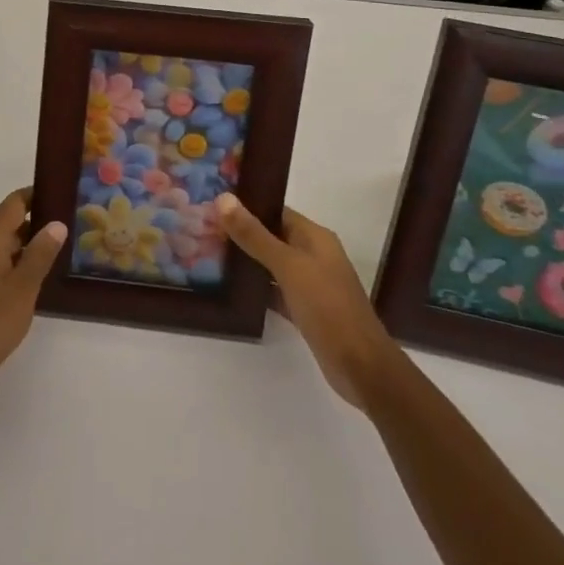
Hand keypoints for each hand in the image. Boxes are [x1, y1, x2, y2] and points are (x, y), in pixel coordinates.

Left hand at [0, 189, 65, 405]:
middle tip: (70, 223)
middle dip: (37, 219)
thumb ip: (40, 254)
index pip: (13, 204)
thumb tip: (56, 222)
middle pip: (9, 222)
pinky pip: (0, 263)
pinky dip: (19, 261)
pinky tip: (38, 276)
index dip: (35, 194)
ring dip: (29, 243)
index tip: (59, 192)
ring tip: (61, 248)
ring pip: (5, 245)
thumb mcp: (24, 287)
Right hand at [218, 195, 399, 409]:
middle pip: (272, 236)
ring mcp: (310, 283)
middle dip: (241, 233)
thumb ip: (254, 235)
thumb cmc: (327, 306)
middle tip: (203, 229)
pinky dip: (256, 287)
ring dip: (246, 260)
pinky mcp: (305, 309)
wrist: (360, 366)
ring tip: (208, 254)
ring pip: (271, 263)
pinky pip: (274, 289)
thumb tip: (223, 198)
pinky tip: (230, 288)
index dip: (246, 206)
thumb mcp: (288, 266)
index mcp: (314, 237)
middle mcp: (313, 255)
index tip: (212, 205)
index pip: (275, 210)